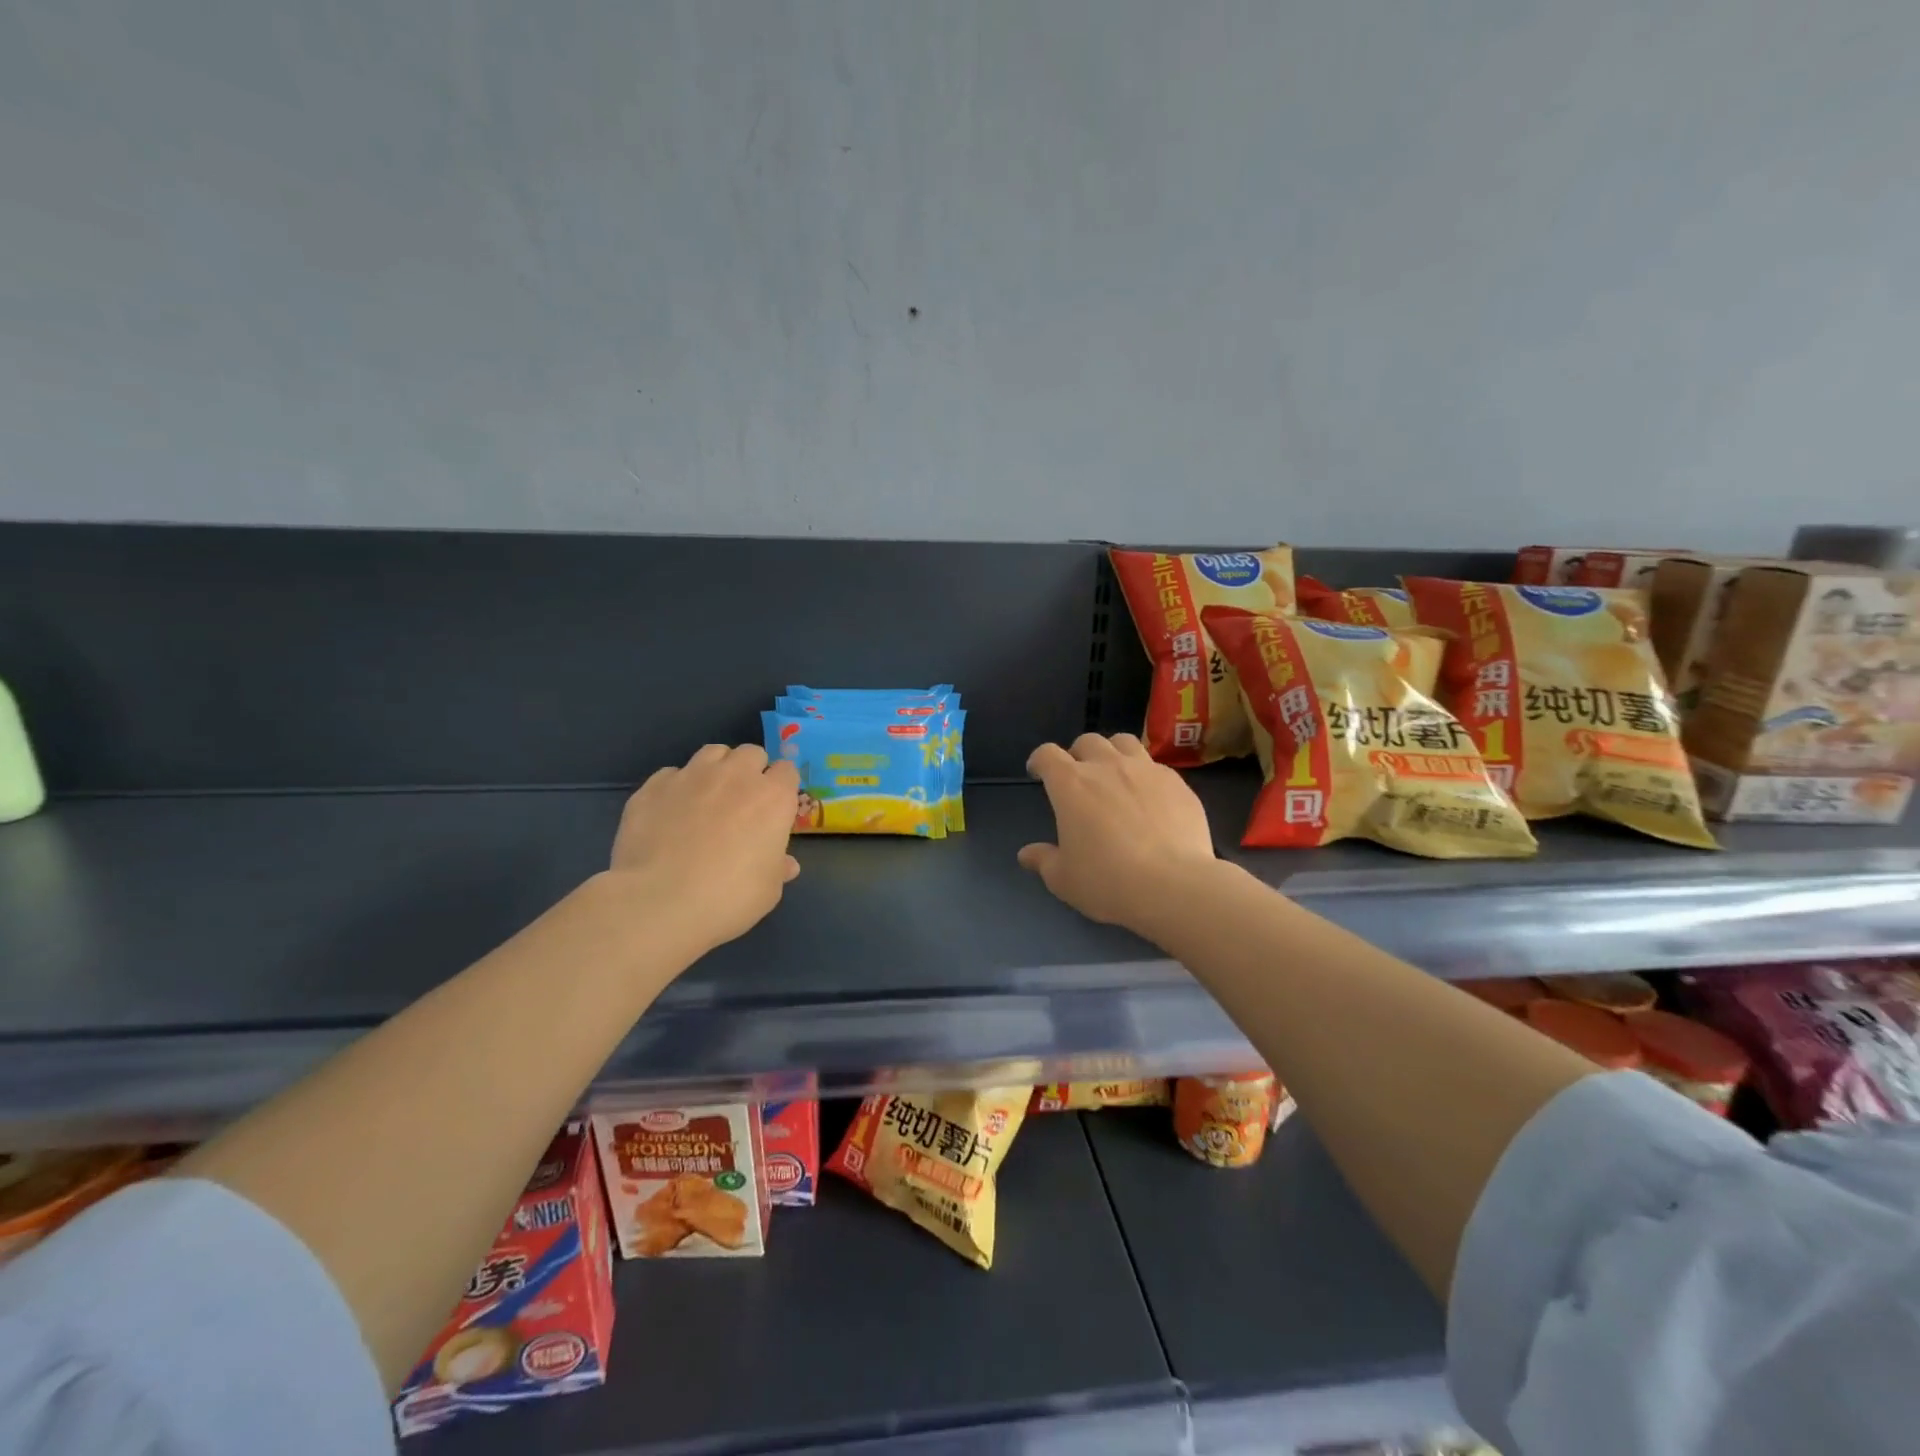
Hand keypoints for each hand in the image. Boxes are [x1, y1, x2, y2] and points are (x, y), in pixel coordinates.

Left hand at [608, 744, 800, 957]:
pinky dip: (676, 787)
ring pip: (712, 753)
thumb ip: (777, 868)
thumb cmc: (728, 897)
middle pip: (751, 753)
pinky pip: (671, 774)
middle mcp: (735, 775)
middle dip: (750, 771)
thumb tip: (786, 864)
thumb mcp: (768, 890)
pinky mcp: (654, 786)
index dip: (782, 787)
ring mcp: (691, 776)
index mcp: (773, 797)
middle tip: (743, 801)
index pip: (787, 770)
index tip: (775, 808)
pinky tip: (669, 813)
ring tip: (707, 797)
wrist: (660, 902)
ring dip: (716, 769)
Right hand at [1017, 733, 1217, 931]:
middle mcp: (1107, 766)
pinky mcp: (1177, 782)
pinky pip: (1156, 766)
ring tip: (1115, 775)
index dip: (1040, 761)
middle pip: (1087, 741)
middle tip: (1080, 778)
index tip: (1038, 773)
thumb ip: (1043, 860)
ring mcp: (1146, 770)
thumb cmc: (1107, 881)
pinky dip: (1145, 775)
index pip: (1047, 754)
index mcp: (1071, 784)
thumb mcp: (1064, 879)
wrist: (1173, 885)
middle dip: (1078, 754)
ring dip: (1113, 753)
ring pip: (1124, 742)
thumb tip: (1026, 854)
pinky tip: (1150, 798)